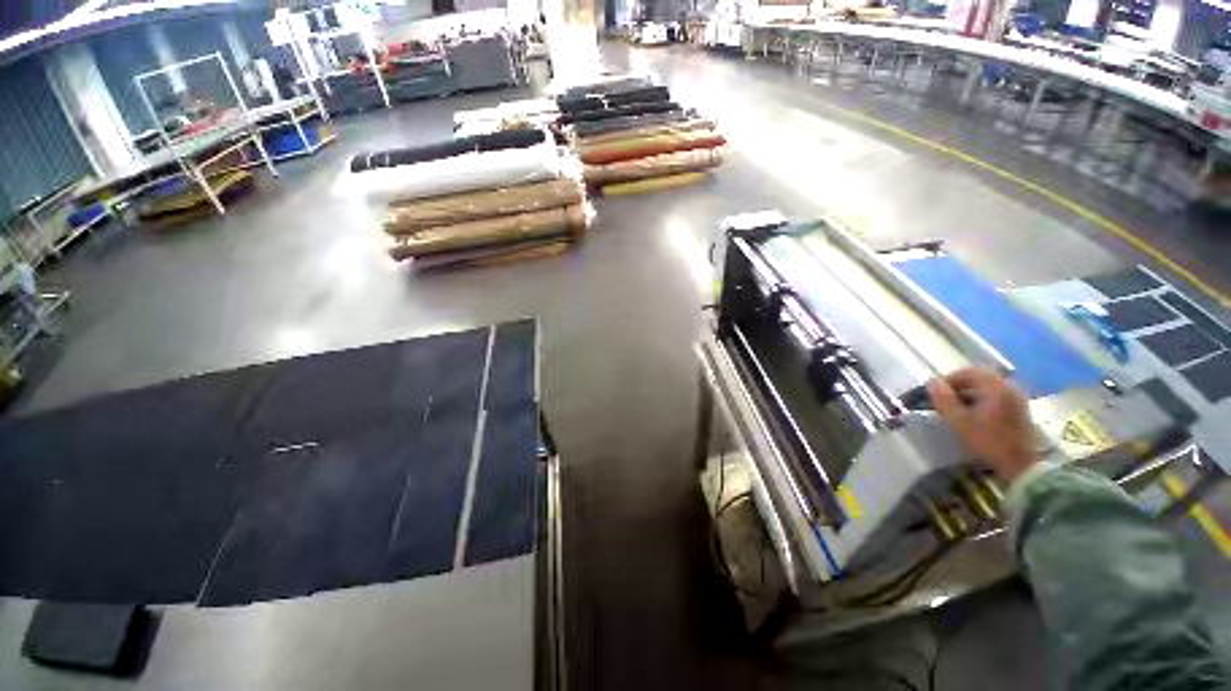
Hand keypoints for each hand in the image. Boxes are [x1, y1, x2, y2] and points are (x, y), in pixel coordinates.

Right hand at [927, 367, 1039, 485]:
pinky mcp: (1019, 410)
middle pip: (978, 379)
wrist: (1024, 466)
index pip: (967, 372)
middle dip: (958, 387)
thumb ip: (944, 399)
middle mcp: (1009, 387)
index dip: (947, 380)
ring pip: (987, 388)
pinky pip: (995, 397)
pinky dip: (980, 401)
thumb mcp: (959, 421)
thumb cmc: (989, 441)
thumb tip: (932, 382)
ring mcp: (1016, 398)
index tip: (934, 393)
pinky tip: (972, 416)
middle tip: (943, 400)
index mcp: (995, 386)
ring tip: (955, 409)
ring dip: (968, 395)